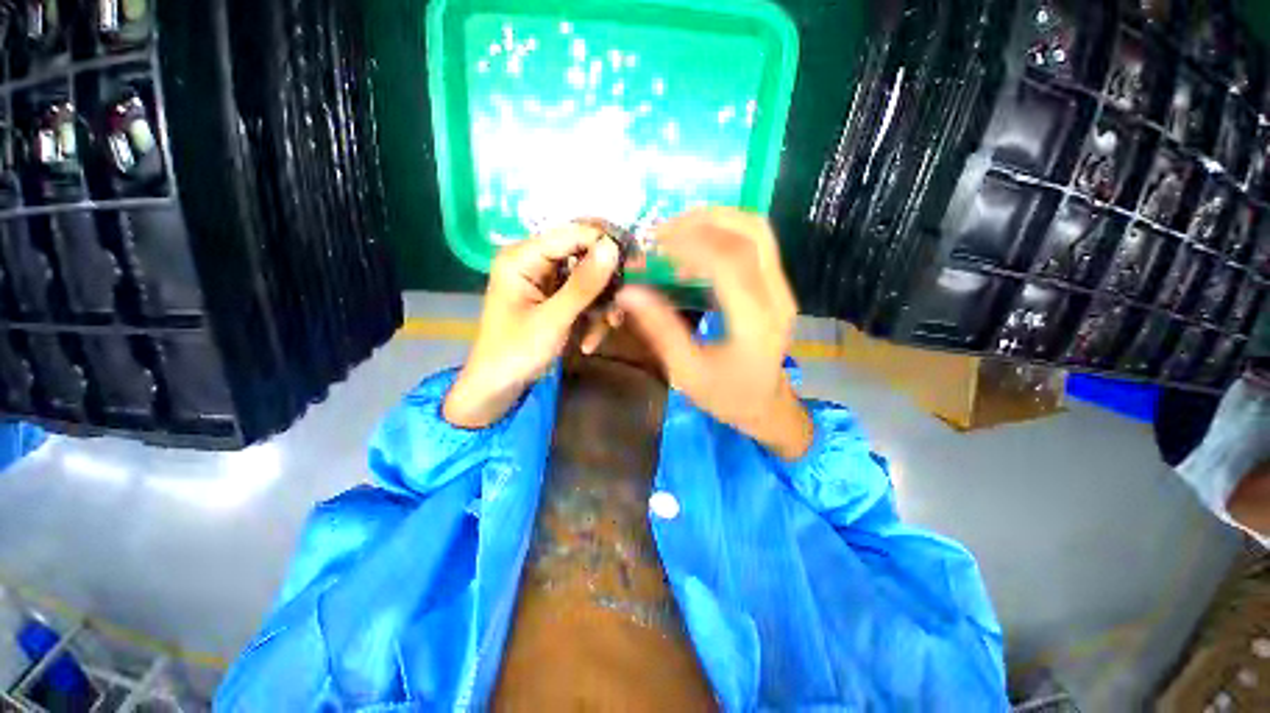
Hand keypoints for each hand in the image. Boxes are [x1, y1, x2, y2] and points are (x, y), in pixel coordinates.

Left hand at [444, 223, 622, 428]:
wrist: (499, 387)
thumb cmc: (516, 352)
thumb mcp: (553, 320)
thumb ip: (583, 284)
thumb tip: (612, 246)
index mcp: (523, 257)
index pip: (573, 233)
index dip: (605, 244)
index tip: (635, 264)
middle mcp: (535, 261)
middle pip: (585, 256)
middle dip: (604, 286)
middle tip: (618, 308)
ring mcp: (547, 281)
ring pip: (590, 281)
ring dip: (600, 308)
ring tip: (598, 335)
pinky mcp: (556, 298)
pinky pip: (585, 298)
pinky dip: (592, 318)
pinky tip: (589, 342)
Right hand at [616, 208, 812, 460]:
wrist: (766, 405)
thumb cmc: (725, 395)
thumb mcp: (686, 370)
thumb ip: (659, 329)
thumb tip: (628, 292)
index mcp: (754, 323)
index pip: (729, 263)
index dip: (691, 245)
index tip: (655, 245)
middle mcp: (777, 297)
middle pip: (752, 232)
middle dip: (705, 220)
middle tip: (664, 230)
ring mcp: (782, 288)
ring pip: (757, 232)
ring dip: (716, 222)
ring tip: (676, 234)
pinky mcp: (778, 286)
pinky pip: (755, 245)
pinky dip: (723, 236)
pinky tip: (695, 253)